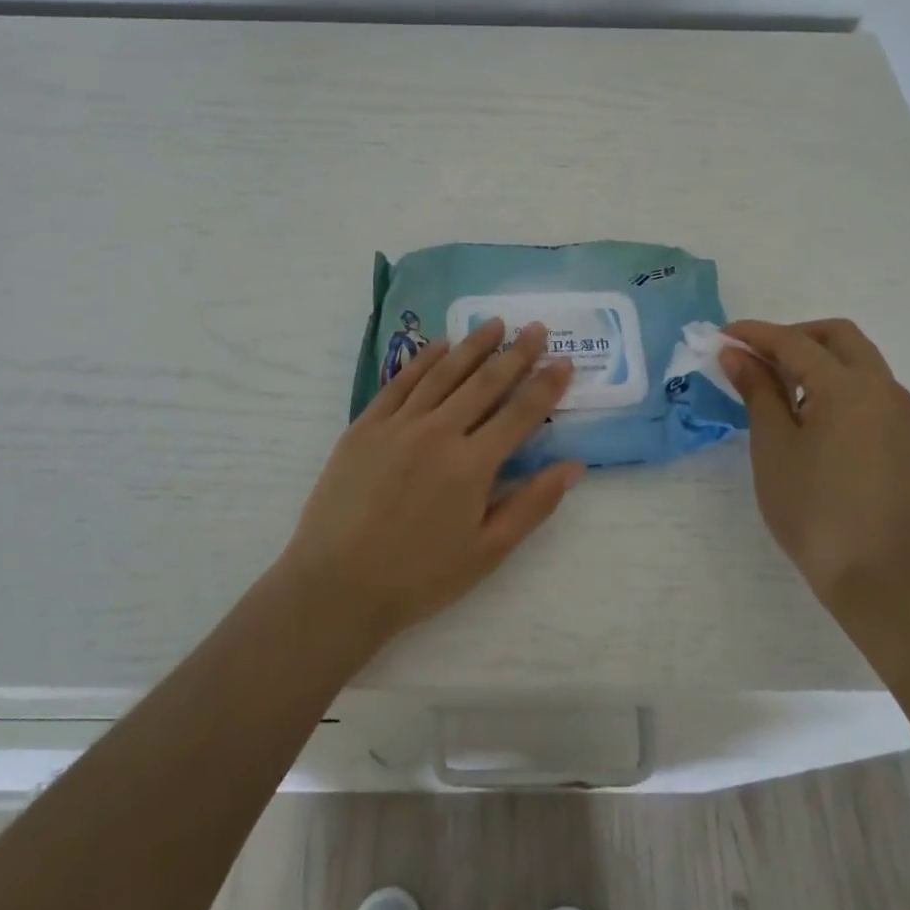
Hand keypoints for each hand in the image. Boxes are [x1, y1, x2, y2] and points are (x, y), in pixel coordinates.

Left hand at [280, 318, 581, 647]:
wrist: (336, 585)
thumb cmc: (418, 576)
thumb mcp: (487, 552)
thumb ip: (532, 505)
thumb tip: (573, 466)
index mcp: (472, 464)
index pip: (520, 412)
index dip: (546, 385)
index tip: (564, 361)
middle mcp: (438, 432)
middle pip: (485, 382)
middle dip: (516, 353)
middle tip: (536, 328)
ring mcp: (398, 424)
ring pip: (444, 372)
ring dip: (473, 345)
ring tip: (495, 324)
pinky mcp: (366, 425)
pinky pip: (401, 381)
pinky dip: (424, 359)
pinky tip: (441, 345)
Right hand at [719, 319, 909, 628]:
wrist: (881, 581)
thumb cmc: (815, 511)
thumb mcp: (774, 446)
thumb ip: (757, 391)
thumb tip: (736, 354)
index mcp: (849, 387)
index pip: (794, 342)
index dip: (754, 335)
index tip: (721, 337)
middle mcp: (882, 388)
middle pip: (837, 337)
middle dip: (792, 336)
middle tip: (753, 356)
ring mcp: (899, 413)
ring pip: (856, 360)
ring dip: (815, 357)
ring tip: (773, 384)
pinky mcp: (902, 437)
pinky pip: (866, 387)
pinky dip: (834, 380)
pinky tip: (804, 409)